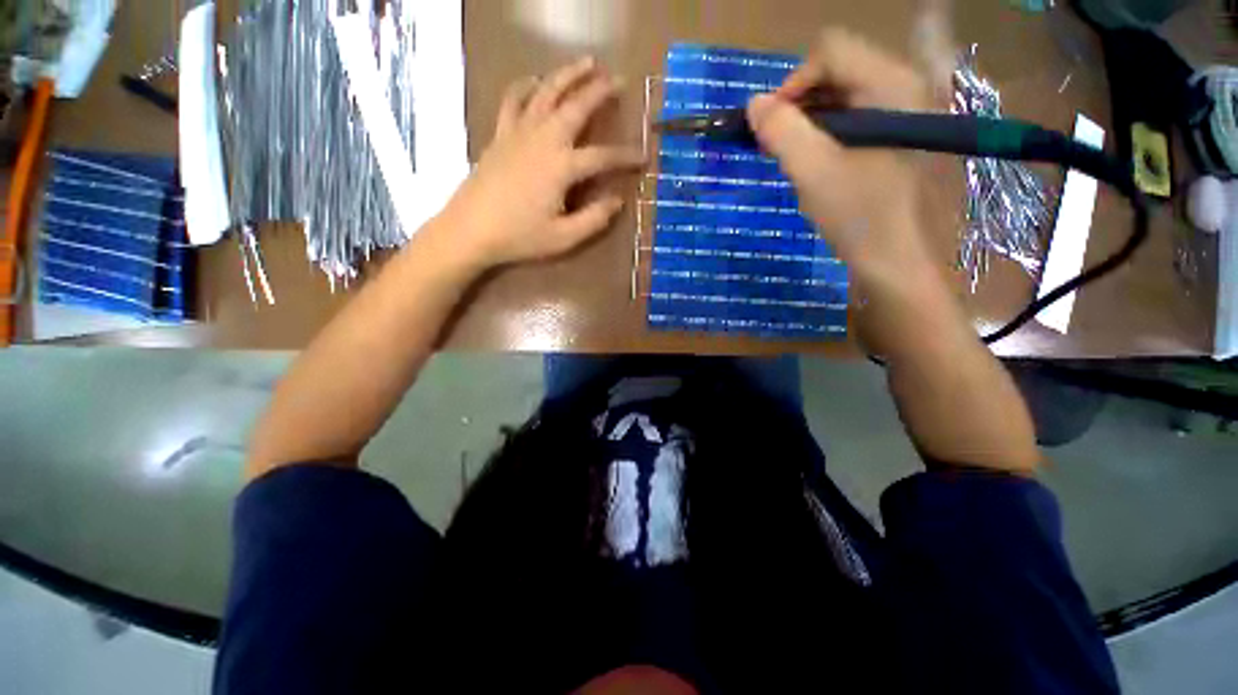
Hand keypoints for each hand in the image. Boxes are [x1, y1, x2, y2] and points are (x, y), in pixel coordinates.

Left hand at [437, 58, 644, 270]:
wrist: (470, 230)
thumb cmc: (519, 237)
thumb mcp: (563, 238)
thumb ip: (594, 220)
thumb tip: (617, 201)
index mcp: (562, 167)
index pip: (603, 156)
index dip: (626, 156)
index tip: (644, 156)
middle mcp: (543, 140)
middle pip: (576, 106)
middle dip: (600, 91)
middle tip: (618, 80)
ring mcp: (519, 132)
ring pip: (546, 92)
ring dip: (568, 74)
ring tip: (586, 63)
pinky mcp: (500, 134)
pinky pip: (513, 99)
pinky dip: (526, 86)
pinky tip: (535, 81)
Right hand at [746, 29, 934, 282]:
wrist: (896, 259)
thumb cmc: (859, 216)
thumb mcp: (813, 172)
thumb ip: (782, 132)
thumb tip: (753, 104)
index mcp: (891, 84)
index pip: (830, 51)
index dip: (793, 84)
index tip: (771, 127)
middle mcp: (904, 84)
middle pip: (838, 69)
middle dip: (800, 104)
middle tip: (779, 145)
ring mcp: (905, 110)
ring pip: (843, 94)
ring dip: (810, 121)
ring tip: (795, 158)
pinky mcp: (898, 134)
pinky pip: (854, 116)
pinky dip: (826, 133)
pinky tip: (817, 163)